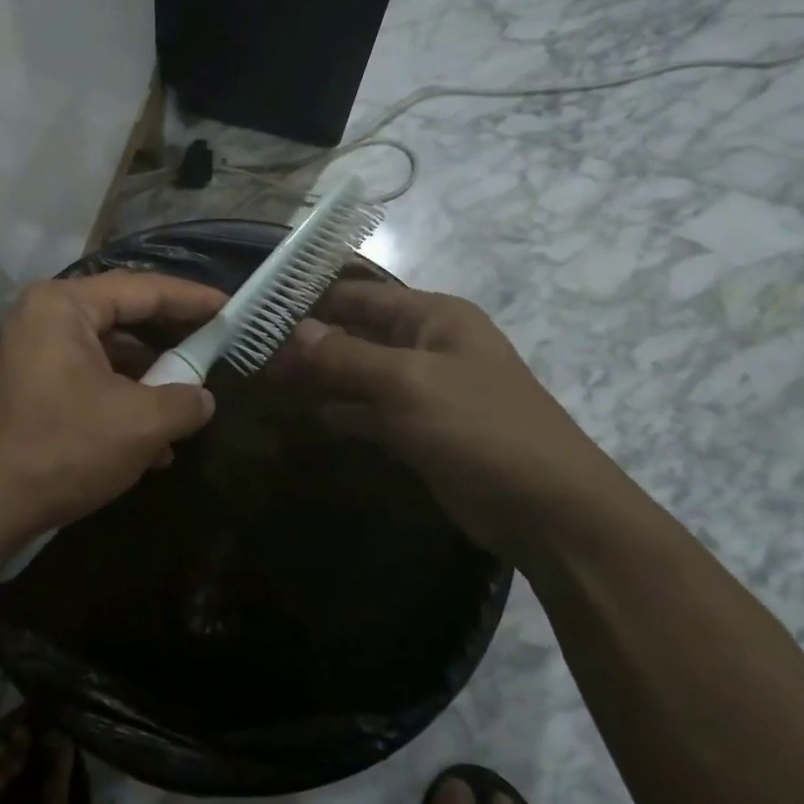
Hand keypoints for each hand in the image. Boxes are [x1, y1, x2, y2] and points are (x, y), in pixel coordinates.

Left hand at [0, 272, 223, 558]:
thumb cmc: (61, 448)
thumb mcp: (139, 424)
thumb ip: (184, 401)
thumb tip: (202, 398)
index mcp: (64, 306)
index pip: (143, 288)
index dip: (192, 298)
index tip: (230, 308)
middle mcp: (41, 321)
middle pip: (122, 321)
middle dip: (169, 345)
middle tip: (212, 353)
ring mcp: (29, 359)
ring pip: (105, 360)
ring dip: (147, 386)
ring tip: (186, 413)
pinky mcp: (26, 395)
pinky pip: (85, 386)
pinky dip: (120, 407)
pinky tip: (151, 448)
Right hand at [282, 281, 632, 560]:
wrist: (548, 509)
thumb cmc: (479, 427)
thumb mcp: (407, 383)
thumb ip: (346, 356)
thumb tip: (294, 331)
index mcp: (434, 318)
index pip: (361, 294)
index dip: (313, 299)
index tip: (262, 308)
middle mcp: (428, 345)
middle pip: (357, 333)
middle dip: (310, 341)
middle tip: (255, 352)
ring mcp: (425, 390)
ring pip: (360, 373)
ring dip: (321, 375)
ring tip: (268, 378)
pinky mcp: (422, 431)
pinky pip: (372, 411)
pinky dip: (343, 410)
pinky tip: (310, 413)